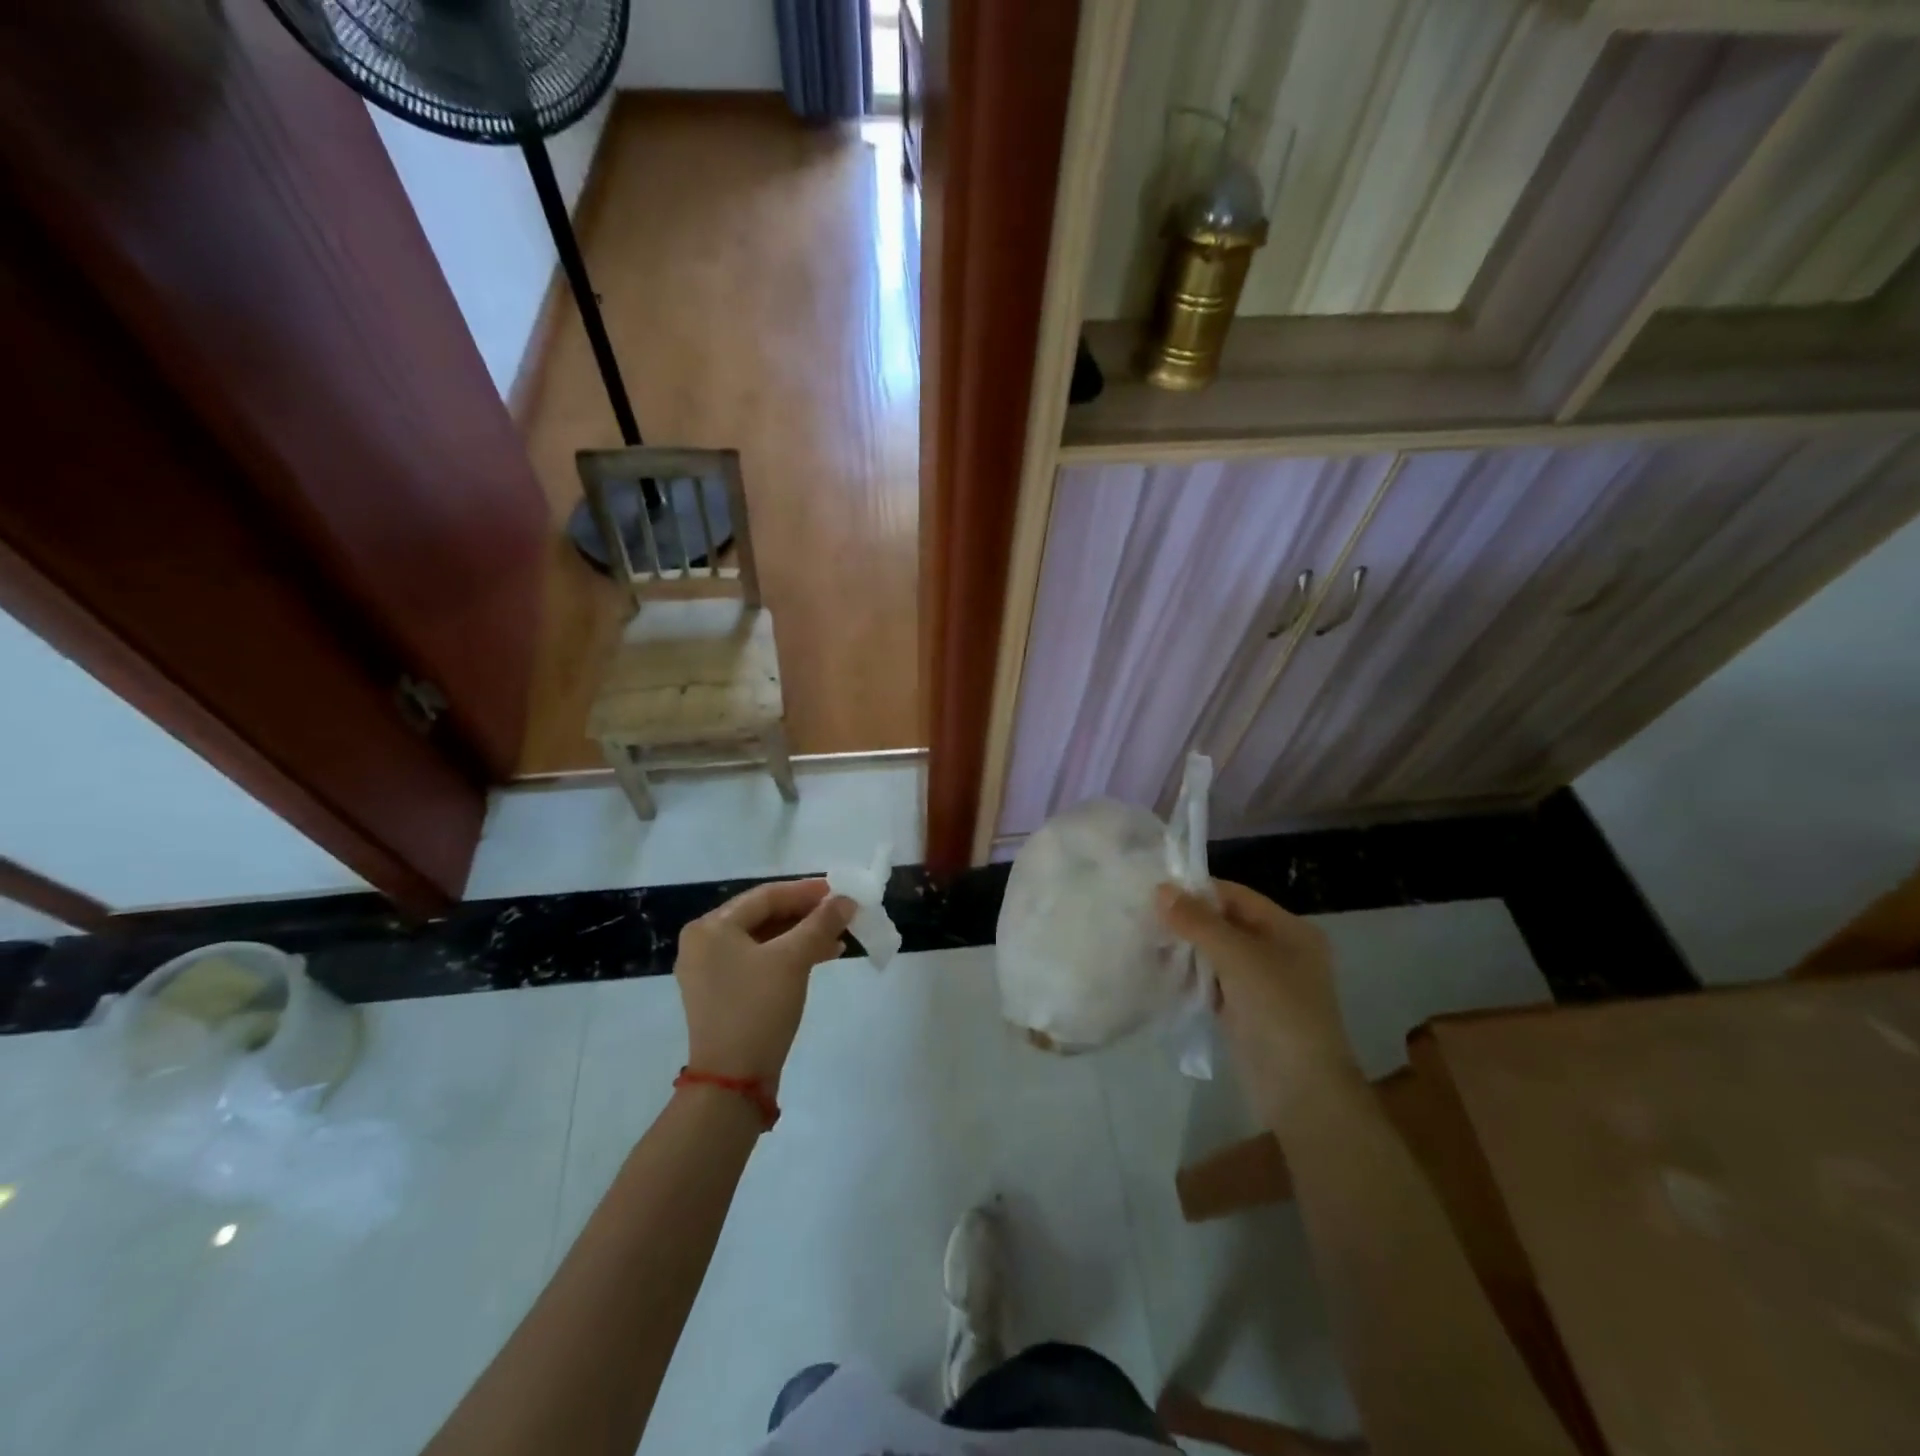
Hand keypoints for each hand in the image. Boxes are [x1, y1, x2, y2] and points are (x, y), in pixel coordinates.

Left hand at [675, 878, 853, 1087]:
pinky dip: (789, 957)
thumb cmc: (758, 1008)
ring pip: (764, 940)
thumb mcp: (793, 960)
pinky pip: (759, 961)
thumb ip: (821, 923)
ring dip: (802, 936)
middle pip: (763, 916)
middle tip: (841, 913)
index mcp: (711, 927)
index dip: (805, 891)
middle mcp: (704, 943)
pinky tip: (820, 957)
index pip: (765, 896)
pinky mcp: (722, 993)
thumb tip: (847, 900)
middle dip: (806, 915)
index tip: (839, 891)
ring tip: (838, 938)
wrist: (732, 1082)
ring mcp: (710, 971)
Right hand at [1158, 880, 1362, 1111]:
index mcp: (1290, 930)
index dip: (1198, 891)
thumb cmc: (1278, 1011)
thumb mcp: (1238, 957)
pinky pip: (1212, 982)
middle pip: (1225, 924)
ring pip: (1215, 954)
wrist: (1301, 1092)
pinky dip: (1189, 976)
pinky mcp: (1244, 1011)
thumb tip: (1161, 889)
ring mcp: (1262, 984)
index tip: (1154, 891)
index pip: (1236, 896)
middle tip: (1142, 916)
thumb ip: (1198, 922)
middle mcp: (1279, 951)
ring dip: (1185, 949)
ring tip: (1144, 941)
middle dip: (1187, 921)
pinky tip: (1159, 971)